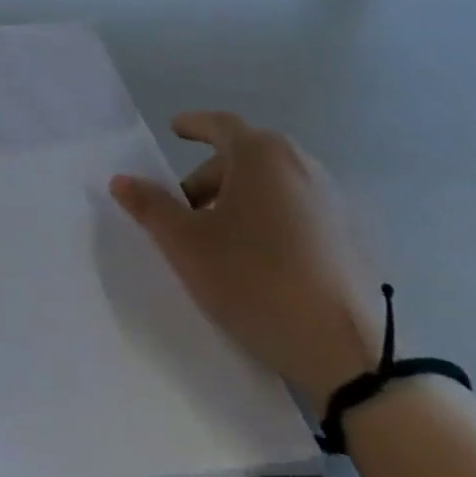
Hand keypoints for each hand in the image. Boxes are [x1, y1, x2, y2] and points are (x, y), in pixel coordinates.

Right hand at [111, 112, 381, 408]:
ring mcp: (334, 199)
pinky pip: (299, 208)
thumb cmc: (253, 280)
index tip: (175, 130)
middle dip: (210, 175)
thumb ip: (150, 206)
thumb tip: (122, 180)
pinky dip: (272, 217)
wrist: (348, 352)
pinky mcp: (354, 235)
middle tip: (185, 208)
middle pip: (245, 155)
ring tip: (221, 237)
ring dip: (241, 197)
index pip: (219, 124)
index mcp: (261, 155)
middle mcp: (302, 165)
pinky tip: (261, 258)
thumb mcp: (185, 244)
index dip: (193, 125)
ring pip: (273, 183)